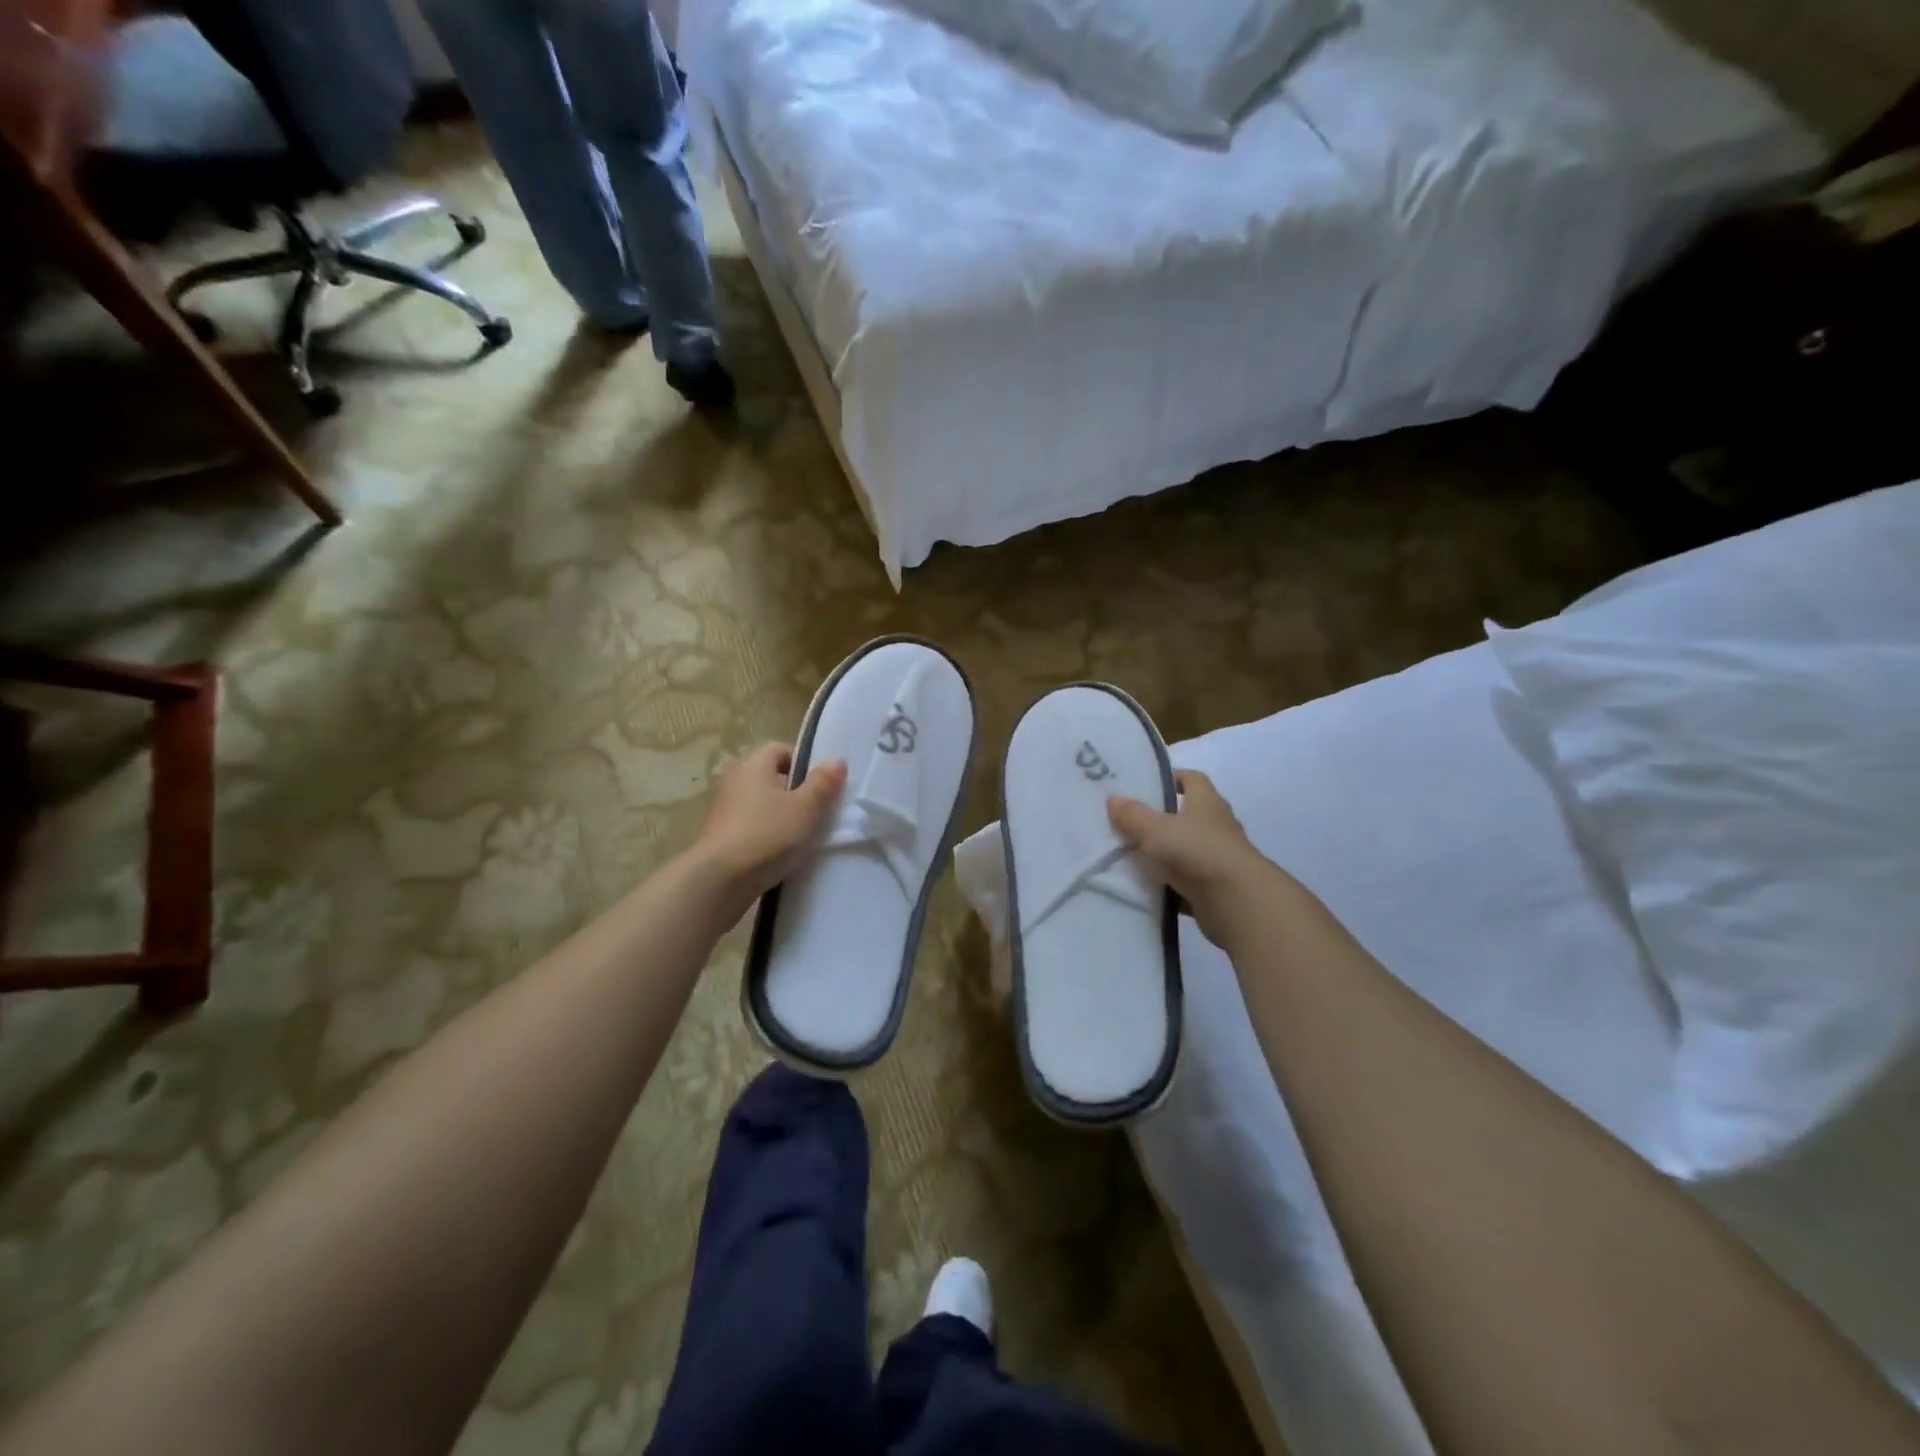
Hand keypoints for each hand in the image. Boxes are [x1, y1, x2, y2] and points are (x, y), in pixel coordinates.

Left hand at [691, 744, 847, 905]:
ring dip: (781, 816)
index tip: (822, 784)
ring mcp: (723, 810)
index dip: (804, 763)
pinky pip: (751, 827)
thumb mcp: (806, 808)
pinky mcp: (720, 837)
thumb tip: (837, 761)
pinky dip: (767, 835)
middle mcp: (734, 781)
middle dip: (795, 792)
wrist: (719, 881)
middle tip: (818, 811)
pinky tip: (781, 854)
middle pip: (771, 778)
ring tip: (803, 836)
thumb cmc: (767, 834)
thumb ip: (823, 783)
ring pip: (761, 804)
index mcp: (753, 765)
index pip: (780, 750)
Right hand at [1107, 769, 1278, 946]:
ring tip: (1129, 856)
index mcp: (1207, 803)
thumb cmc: (1197, 852)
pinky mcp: (1215, 889)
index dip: (1172, 777)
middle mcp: (1216, 827)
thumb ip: (1133, 815)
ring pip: (1185, 850)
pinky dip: (1169, 884)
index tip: (1146, 783)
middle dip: (1161, 818)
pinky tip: (1145, 888)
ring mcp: (1218, 859)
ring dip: (1164, 853)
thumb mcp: (1156, 829)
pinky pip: (1186, 882)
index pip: (1192, 779)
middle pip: (1187, 815)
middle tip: (1128, 821)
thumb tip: (1113, 798)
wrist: (1238, 903)